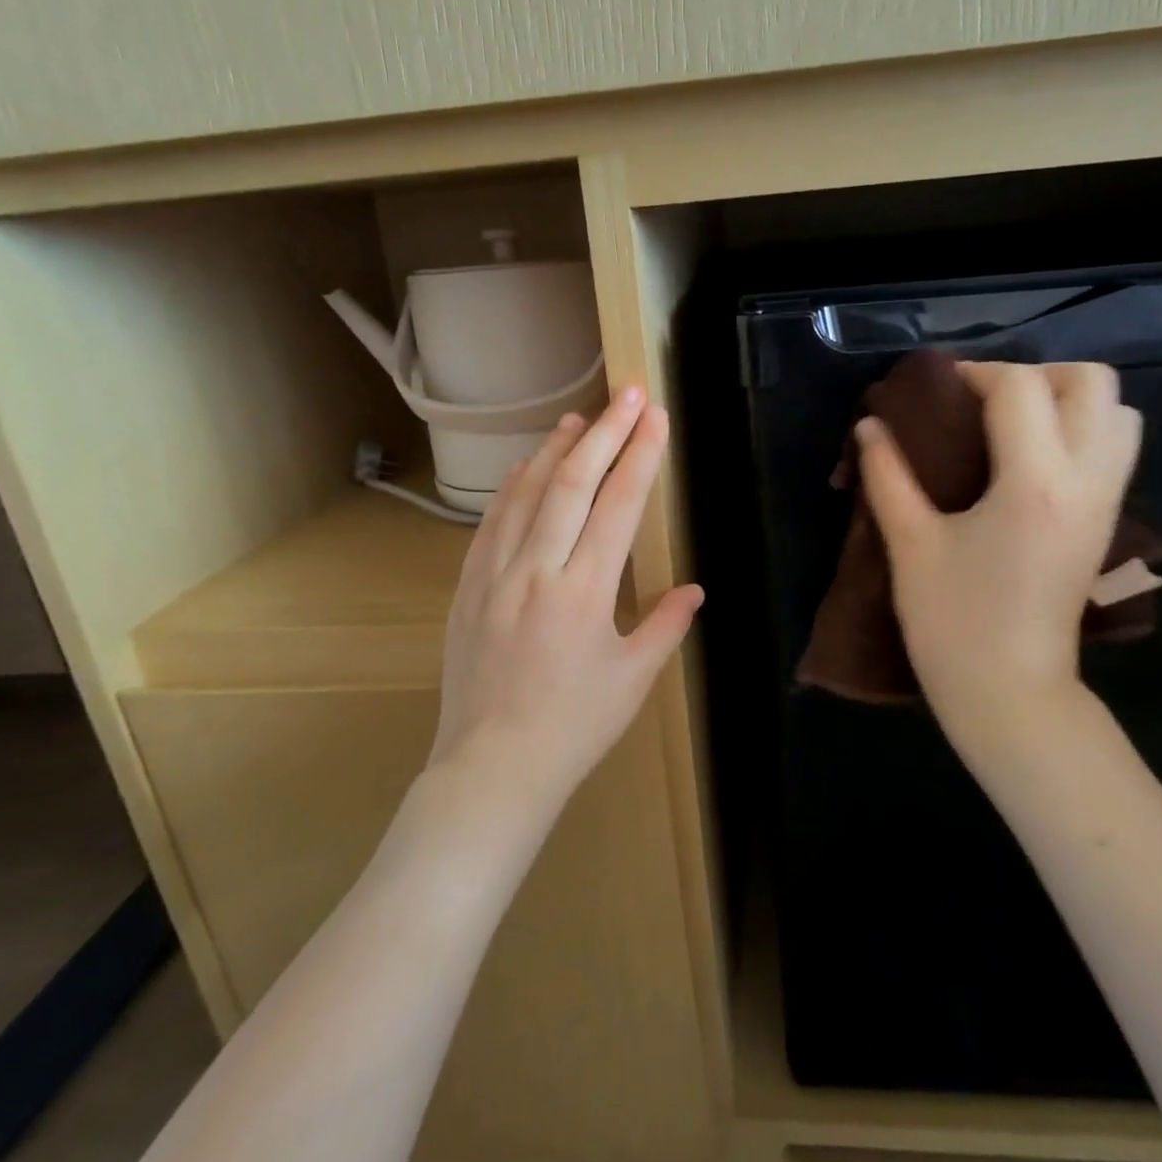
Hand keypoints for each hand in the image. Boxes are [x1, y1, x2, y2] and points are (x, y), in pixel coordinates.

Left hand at [433, 386, 703, 816]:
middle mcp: (537, 571)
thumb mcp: (633, 680)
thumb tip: (695, 589)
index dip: (641, 456)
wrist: (492, 768)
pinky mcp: (467, 587)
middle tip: (627, 393)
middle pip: (572, 483)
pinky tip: (525, 467)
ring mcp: (494, 575)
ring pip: (526, 494)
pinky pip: (491, 522)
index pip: (618, 506)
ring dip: (555, 449)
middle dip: (605, 432)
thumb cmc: (574, 728)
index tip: (656, 418)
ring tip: (580, 417)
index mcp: (584, 593)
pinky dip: (512, 487)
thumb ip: (666, 626)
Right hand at [856, 361, 1140, 745]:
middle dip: (1036, 375)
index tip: (937, 390)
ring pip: (1119, 414)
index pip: (1021, 388)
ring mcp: (1105, 502)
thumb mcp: (910, 544)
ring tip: (1012, 425)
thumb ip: (887, 476)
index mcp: (1033, 482)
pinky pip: (1115, 450)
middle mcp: (1085, 480)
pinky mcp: (1106, 523)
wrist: (1011, 693)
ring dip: (1068, 401)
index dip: (975, 374)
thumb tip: (870, 427)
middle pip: (1092, 383)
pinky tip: (1028, 460)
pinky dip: (1082, 432)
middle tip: (984, 402)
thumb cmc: (953, 622)